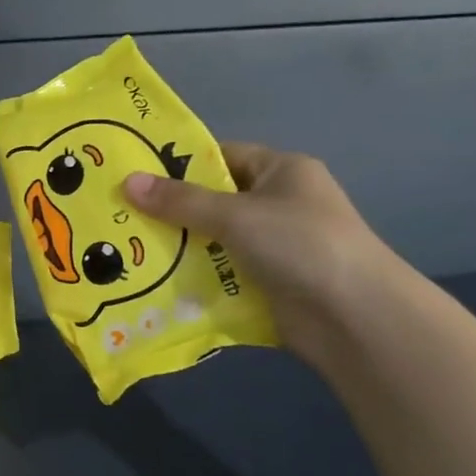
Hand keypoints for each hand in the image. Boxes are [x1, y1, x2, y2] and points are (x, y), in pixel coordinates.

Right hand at [124, 143, 398, 361]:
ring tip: (126, 250)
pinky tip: (154, 283)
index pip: (221, 156)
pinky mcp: (267, 284)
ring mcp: (273, 247)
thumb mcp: (236, 215)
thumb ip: (181, 201)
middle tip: (119, 214)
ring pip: (213, 240)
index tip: (134, 174)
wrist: (356, 318)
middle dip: (170, 210)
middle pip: (213, 201)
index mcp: (281, 171)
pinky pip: (220, 274)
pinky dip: (194, 278)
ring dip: (178, 248)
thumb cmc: (300, 244)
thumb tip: (127, 182)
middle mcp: (278, 204)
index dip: (179, 163)